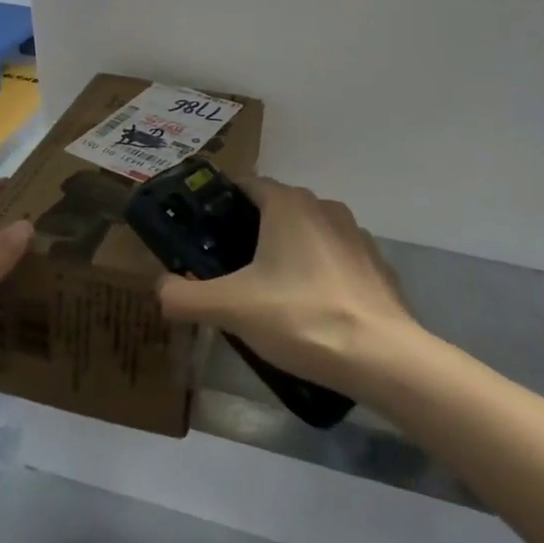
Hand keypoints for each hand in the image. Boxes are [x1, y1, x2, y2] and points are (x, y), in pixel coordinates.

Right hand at [155, 177, 417, 393]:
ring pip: (307, 234)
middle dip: (249, 232)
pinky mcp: (376, 266)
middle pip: (276, 209)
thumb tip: (160, 290)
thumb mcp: (231, 309)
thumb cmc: (301, 317)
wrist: (382, 357)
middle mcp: (324, 208)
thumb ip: (185, 296)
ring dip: (286, 254)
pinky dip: (318, 275)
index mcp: (288, 204)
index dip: (219, 204)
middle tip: (226, 269)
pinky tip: (309, 311)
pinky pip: (335, 261)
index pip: (246, 184)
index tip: (201, 232)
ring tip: (266, 294)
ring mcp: (356, 236)